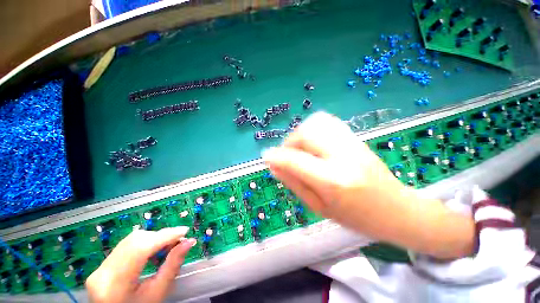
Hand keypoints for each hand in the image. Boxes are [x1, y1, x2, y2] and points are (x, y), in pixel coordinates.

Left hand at [86, 227, 195, 302]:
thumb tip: (189, 242)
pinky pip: (127, 245)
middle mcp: (103, 271)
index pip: (140, 249)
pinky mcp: (103, 264)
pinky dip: (145, 243)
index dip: (164, 236)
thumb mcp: (158, 292)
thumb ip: (173, 266)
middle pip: (136, 241)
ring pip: (131, 240)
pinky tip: (153, 251)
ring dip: (154, 238)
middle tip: (178, 240)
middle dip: (161, 236)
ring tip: (167, 246)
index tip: (185, 231)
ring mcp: (100, 266)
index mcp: (116, 283)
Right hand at [263, 112, 473, 258]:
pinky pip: (327, 122)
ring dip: (300, 134)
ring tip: (300, 149)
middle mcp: (342, 156)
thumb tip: (274, 166)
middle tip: (287, 156)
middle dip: (289, 143)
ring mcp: (351, 143)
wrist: (395, 209)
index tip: (265, 156)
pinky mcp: (355, 137)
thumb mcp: (318, 207)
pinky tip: (313, 143)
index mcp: (332, 180)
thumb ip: (293, 183)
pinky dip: (313, 128)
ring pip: (316, 122)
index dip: (276, 156)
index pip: (295, 160)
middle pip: (305, 133)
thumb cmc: (355, 217)